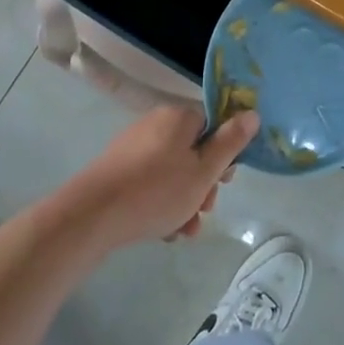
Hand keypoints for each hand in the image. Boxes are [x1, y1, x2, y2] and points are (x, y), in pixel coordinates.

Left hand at [60, 106, 258, 249]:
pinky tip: (164, 231)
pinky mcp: (118, 170)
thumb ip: (230, 143)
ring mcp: (134, 147)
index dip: (224, 153)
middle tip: (205, 208)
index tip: (225, 181)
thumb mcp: (204, 172)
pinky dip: (162, 203)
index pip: (213, 124)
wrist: (91, 216)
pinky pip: (152, 182)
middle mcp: (156, 124)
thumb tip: (252, 113)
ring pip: (173, 171)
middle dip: (204, 184)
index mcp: (179, 117)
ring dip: (185, 200)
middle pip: (194, 150)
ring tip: (184, 230)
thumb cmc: (156, 191)